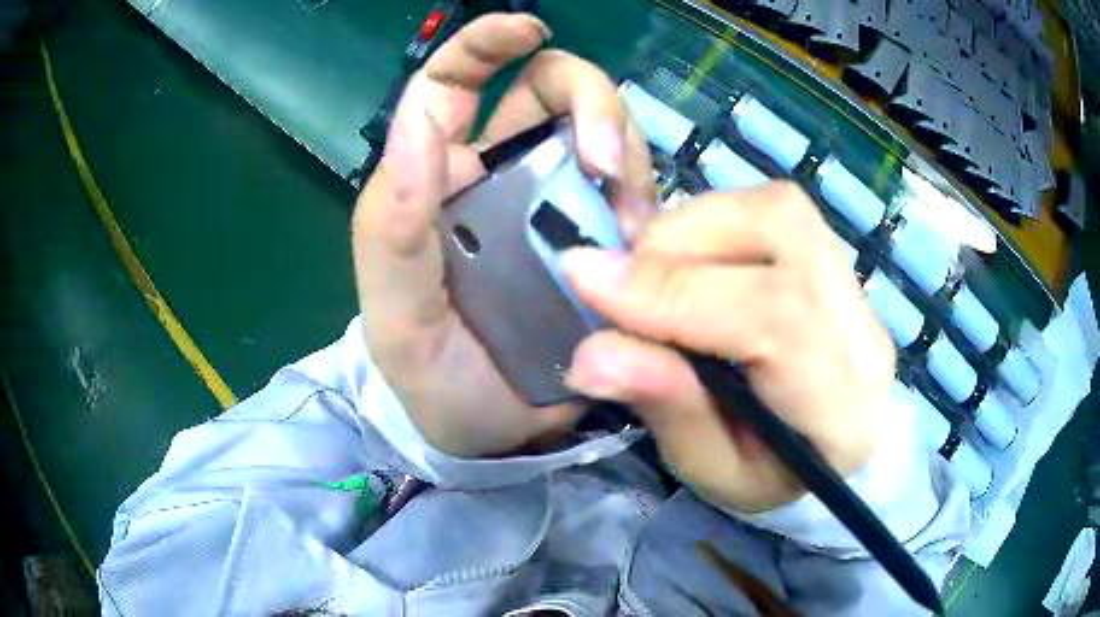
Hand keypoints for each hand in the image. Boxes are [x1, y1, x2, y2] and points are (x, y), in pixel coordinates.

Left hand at [352, 14, 654, 456]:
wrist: (495, 438)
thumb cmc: (434, 380)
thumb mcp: (398, 314)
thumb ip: (392, 225)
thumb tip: (418, 121)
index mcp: (440, 181)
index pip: (454, 83)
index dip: (486, 42)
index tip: (528, 28)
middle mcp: (503, 175)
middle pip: (554, 90)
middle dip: (590, 103)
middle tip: (602, 163)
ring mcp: (560, 203)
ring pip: (607, 135)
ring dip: (625, 159)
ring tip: (622, 224)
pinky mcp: (604, 239)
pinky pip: (639, 193)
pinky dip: (648, 204)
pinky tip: (640, 245)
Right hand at [561, 182, 895, 512]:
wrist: (826, 445)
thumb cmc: (768, 474)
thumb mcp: (710, 470)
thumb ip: (666, 408)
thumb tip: (591, 352)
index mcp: (842, 409)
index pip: (773, 317)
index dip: (674, 289)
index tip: (584, 278)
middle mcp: (863, 331)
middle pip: (782, 233)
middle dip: (678, 243)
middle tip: (618, 280)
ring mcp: (855, 285)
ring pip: (776, 208)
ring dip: (692, 225)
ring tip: (652, 273)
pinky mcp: (836, 258)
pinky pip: (772, 208)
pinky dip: (711, 221)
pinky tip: (688, 261)